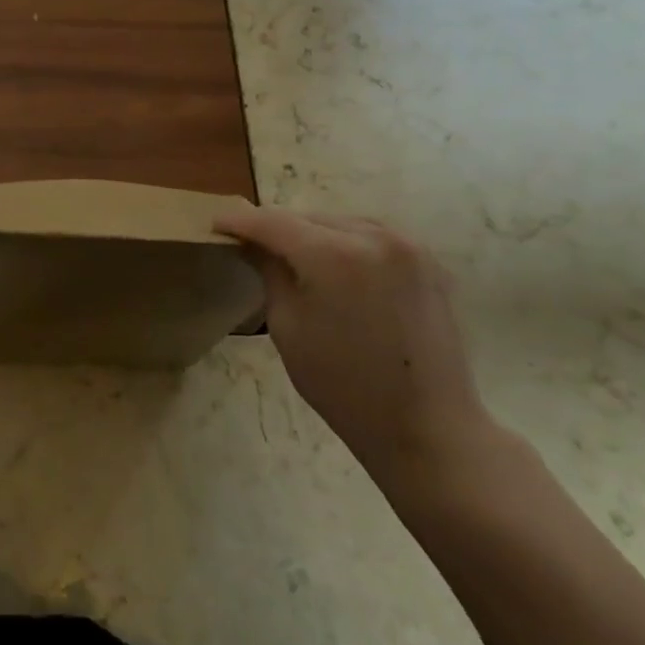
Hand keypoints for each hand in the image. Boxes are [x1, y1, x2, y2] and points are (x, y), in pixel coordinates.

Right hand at [215, 208, 499, 492]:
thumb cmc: (342, 384)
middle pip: (309, 218)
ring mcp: (408, 246)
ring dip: (313, 234)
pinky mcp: (428, 262)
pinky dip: (346, 243)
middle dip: (277, 228)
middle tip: (250, 244)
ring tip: (292, 256)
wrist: (426, 426)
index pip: (273, 222)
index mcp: (333, 255)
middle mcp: (373, 237)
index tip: (216, 224)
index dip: (240, 221)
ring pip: (341, 223)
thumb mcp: (287, 327)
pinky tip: (334, 267)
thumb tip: (254, 244)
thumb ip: (270, 272)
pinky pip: (372, 237)